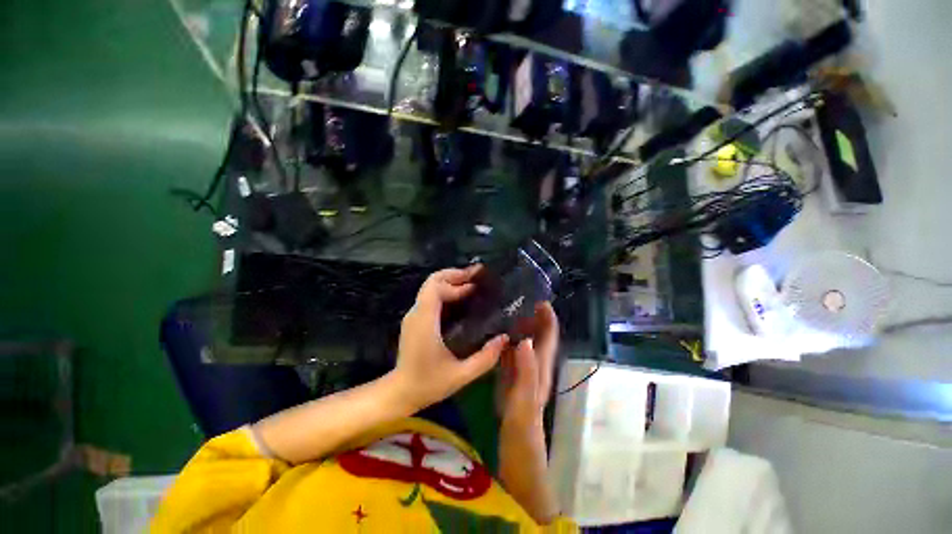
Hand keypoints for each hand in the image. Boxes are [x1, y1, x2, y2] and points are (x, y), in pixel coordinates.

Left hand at [392, 266, 508, 411]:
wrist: (400, 392)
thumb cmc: (428, 384)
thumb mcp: (461, 375)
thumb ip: (485, 358)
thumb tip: (504, 338)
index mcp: (425, 322)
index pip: (435, 288)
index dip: (455, 282)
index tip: (475, 284)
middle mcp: (416, 313)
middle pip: (432, 282)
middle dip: (455, 275)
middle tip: (477, 276)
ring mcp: (414, 316)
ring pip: (430, 287)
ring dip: (451, 281)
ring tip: (472, 283)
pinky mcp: (415, 320)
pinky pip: (430, 297)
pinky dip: (446, 291)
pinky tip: (462, 298)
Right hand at [498, 302, 558, 426]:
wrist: (516, 443)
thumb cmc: (523, 423)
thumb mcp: (525, 397)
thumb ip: (527, 371)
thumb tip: (527, 340)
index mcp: (541, 366)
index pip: (549, 338)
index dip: (548, 320)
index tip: (542, 302)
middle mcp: (535, 364)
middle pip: (539, 336)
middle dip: (534, 319)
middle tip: (520, 302)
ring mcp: (524, 370)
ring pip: (526, 342)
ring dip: (522, 327)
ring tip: (509, 311)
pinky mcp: (513, 375)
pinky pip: (512, 352)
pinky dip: (509, 340)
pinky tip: (498, 334)